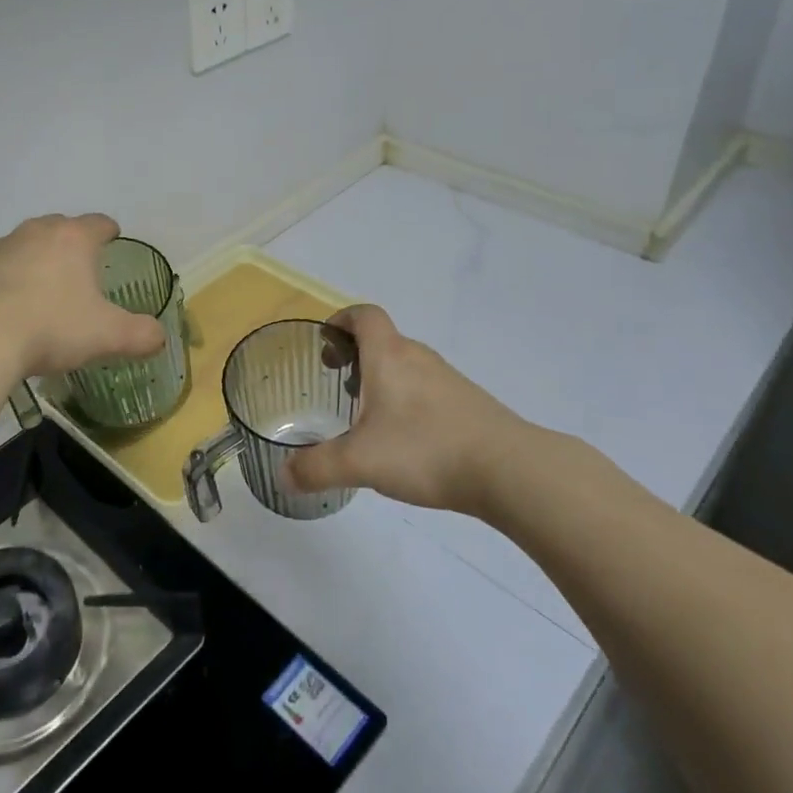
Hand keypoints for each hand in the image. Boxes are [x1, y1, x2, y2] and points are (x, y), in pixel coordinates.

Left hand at [0, 214, 166, 377]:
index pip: (98, 223)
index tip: (112, 238)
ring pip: (25, 245)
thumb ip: (140, 334)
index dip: (109, 230)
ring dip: (37, 260)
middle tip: (80, 268)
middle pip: (59, 227)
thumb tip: (160, 337)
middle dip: (71, 242)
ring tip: (43, 290)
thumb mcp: (107, 336)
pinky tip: (9, 308)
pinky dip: (7, 280)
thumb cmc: (51, 327)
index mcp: (74, 239)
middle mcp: (36, 233)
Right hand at [286, 305, 552, 513]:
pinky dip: (407, 400)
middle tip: (338, 387)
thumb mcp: (360, 462)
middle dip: (355, 356)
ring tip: (367, 417)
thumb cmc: (425, 450)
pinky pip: (426, 388)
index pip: (363, 315)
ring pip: (405, 365)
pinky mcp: (468, 403)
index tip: (325, 344)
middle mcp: (418, 358)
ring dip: (382, 379)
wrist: (509, 469)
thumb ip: (316, 468)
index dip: (340, 320)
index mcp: (389, 356)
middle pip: (382, 339)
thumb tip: (283, 477)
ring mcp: (447, 379)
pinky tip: (405, 440)